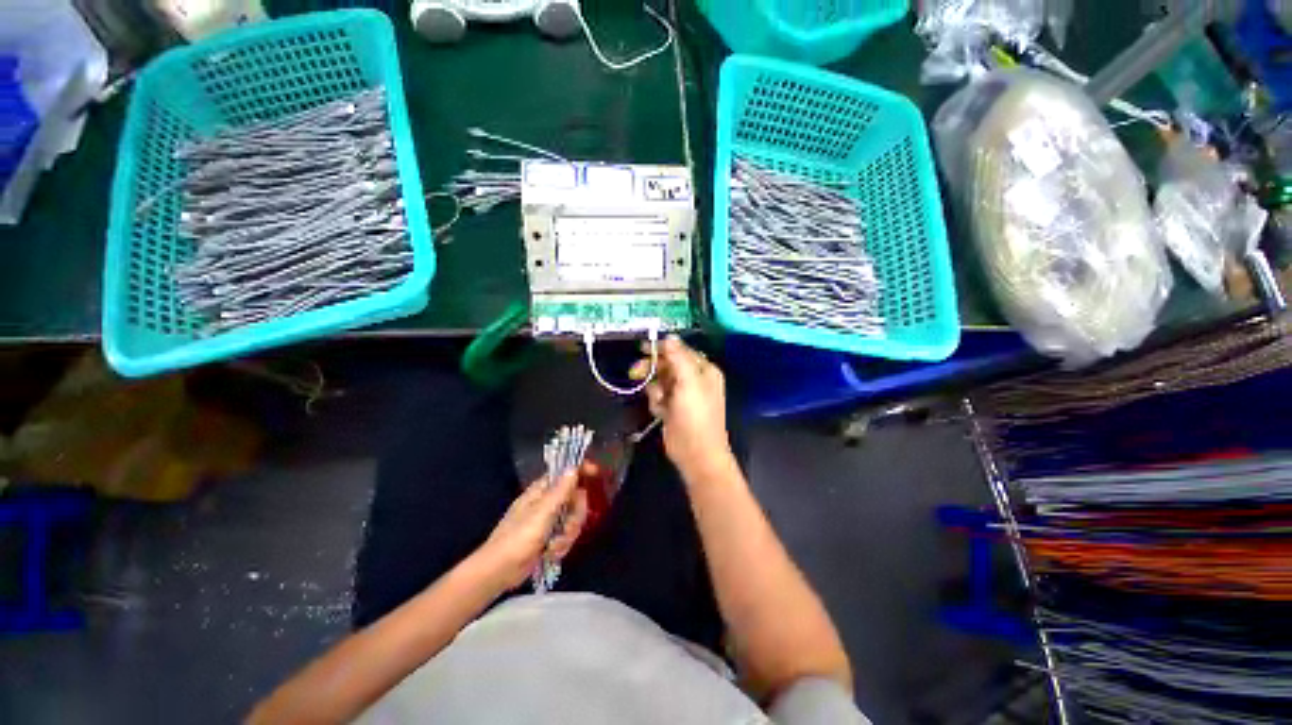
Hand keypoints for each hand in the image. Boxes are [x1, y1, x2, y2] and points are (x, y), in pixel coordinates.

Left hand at [474, 466, 589, 590]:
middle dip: (575, 516)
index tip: (596, 473)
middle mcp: (547, 502)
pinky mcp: (549, 538)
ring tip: (554, 546)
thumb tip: (573, 467)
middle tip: (567, 528)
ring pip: (573, 520)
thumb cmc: (518, 538)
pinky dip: (561, 546)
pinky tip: (550, 554)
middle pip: (575, 499)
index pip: (566, 472)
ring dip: (567, 535)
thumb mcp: (542, 512)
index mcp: (542, 490)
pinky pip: (567, 536)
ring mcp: (548, 521)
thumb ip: (560, 490)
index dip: (581, 470)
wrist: (499, 572)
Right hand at [631, 336, 734, 481]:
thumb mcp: (688, 382)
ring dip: (655, 389)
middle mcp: (694, 380)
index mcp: (703, 370)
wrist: (695, 453)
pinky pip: (658, 396)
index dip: (662, 349)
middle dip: (653, 369)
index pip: (680, 351)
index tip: (643, 348)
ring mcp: (683, 395)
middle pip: (668, 365)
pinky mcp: (672, 408)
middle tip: (636, 372)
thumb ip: (678, 357)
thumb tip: (669, 337)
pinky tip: (661, 412)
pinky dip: (656, 402)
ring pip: (660, 381)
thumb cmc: (695, 415)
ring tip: (659, 401)